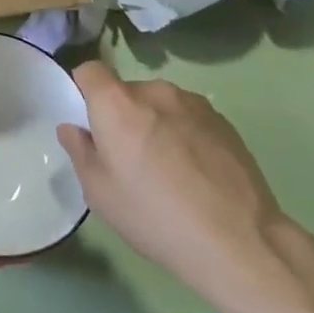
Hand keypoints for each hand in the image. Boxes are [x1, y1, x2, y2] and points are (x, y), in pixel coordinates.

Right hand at [59, 61, 290, 300]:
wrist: (239, 241)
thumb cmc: (156, 216)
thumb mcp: (100, 194)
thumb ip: (80, 152)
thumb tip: (74, 128)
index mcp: (118, 103)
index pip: (90, 70)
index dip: (84, 90)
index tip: (90, 123)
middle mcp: (154, 91)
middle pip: (126, 90)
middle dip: (122, 114)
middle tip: (129, 157)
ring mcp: (193, 103)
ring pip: (160, 104)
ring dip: (155, 123)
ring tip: (168, 168)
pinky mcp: (223, 121)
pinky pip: (189, 118)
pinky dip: (184, 134)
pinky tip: (196, 174)